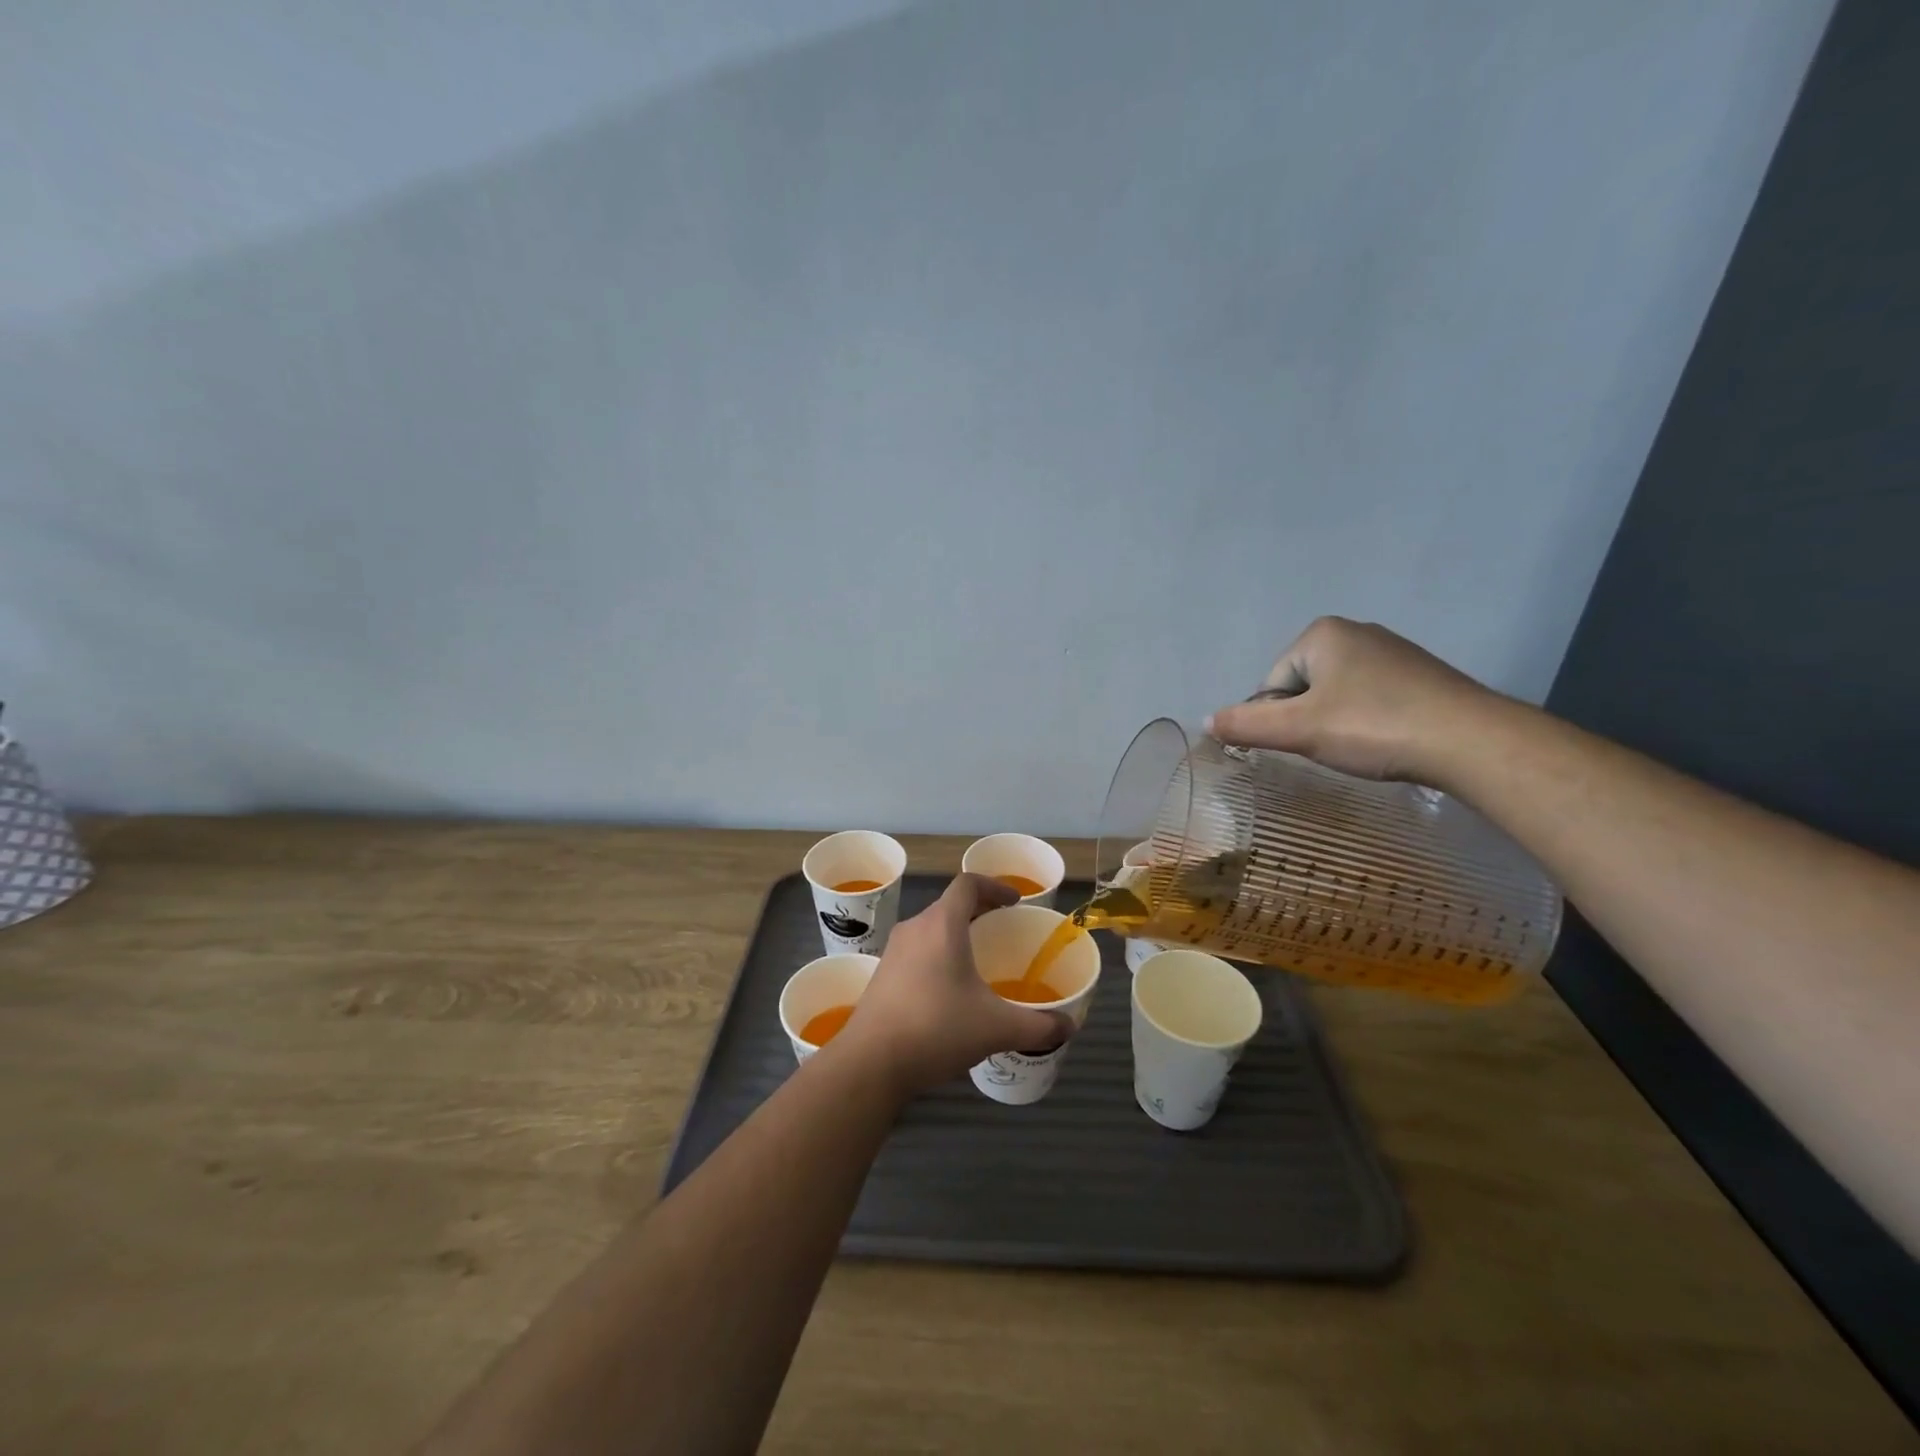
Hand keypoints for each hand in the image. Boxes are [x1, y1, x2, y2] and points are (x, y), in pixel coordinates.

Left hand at [837, 874, 1071, 1094]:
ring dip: (956, 936)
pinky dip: (938, 957)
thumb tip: (1069, 1026)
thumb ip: (1037, 1025)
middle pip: (950, 906)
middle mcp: (915, 928)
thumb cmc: (936, 1029)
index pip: (968, 884)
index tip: (1015, 902)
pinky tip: (950, 992)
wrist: (870, 1062)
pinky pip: (917, 952)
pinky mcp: (882, 975)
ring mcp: (893, 951)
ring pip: (931, 930)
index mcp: (942, 925)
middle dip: (979, 913)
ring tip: (979, 962)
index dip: (995, 886)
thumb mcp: (995, 1028)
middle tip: (1003, 931)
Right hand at [1203, 616, 1498, 783]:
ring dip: (1338, 723)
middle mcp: (1357, 631)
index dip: (1279, 719)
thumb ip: (1246, 725)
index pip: (1272, 682)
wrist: (1470, 741)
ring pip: (1338, 695)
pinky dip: (1369, 722)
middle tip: (1332, 747)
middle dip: (1308, 719)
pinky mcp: (1422, 675)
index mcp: (1321, 633)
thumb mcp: (1297, 729)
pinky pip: (1372, 699)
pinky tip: (1387, 741)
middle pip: (1303, 687)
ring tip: (1361, 747)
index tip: (1306, 742)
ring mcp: (1394, 651)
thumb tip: (1206, 721)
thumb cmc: (1373, 727)